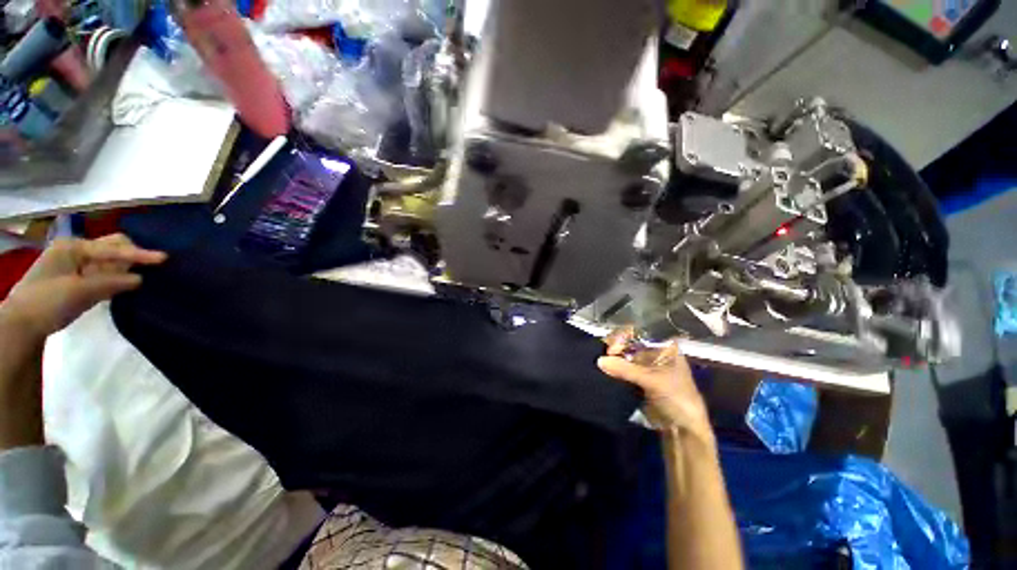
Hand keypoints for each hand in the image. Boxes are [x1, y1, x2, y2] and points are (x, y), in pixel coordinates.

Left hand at [0, 234, 165, 341]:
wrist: (23, 324)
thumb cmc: (48, 300)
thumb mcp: (79, 291)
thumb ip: (111, 283)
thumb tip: (141, 279)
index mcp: (73, 247)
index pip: (112, 248)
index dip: (138, 254)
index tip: (164, 258)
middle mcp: (76, 252)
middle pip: (111, 248)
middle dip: (132, 255)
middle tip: (155, 265)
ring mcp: (77, 267)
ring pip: (110, 262)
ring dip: (127, 267)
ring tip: (148, 273)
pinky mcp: (80, 281)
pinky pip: (105, 275)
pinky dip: (118, 278)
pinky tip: (130, 283)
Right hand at [597, 328, 710, 439]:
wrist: (682, 429)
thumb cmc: (676, 398)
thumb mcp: (653, 381)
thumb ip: (626, 370)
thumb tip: (600, 360)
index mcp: (665, 348)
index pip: (640, 333)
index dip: (625, 337)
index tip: (612, 348)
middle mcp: (655, 354)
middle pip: (630, 343)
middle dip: (617, 347)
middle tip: (606, 356)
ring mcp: (646, 367)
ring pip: (625, 357)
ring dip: (614, 359)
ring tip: (603, 363)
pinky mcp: (638, 380)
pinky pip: (623, 370)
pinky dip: (614, 370)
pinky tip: (605, 370)